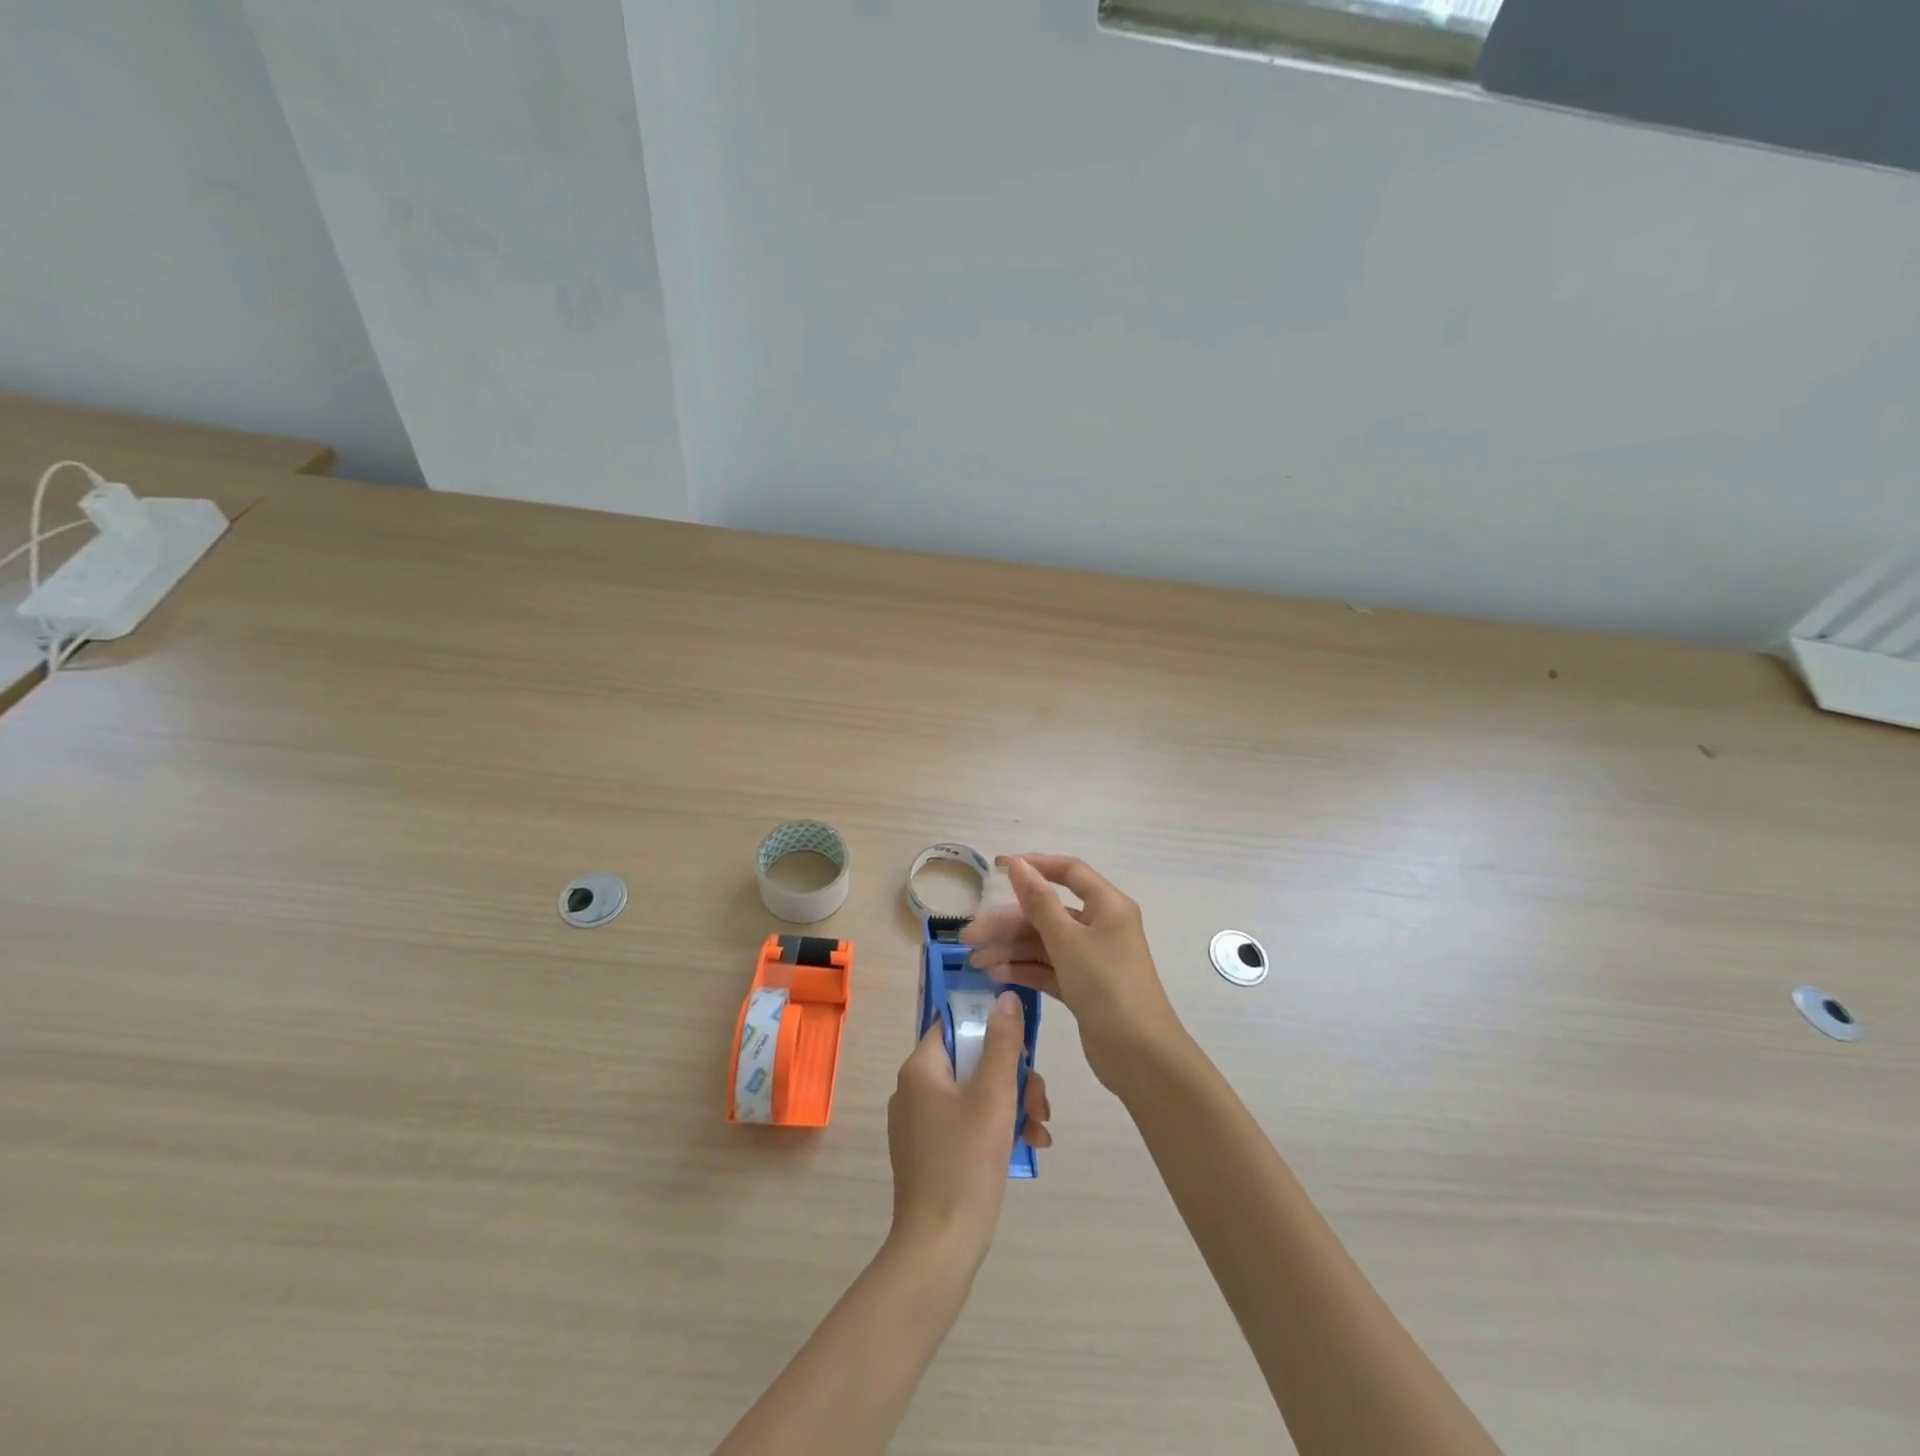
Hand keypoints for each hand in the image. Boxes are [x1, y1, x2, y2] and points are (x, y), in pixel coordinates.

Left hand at [887, 991, 1050, 1273]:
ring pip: (975, 1093)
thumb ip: (1002, 1042)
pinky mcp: (931, 1152)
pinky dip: (997, 1128)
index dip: (991, 1026)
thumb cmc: (965, 1162)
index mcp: (920, 1068)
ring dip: (1012, 1104)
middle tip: (1038, 1103)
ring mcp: (921, 1123)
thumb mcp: (993, 1095)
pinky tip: (1029, 1147)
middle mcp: (914, 1089)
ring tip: (1039, 1130)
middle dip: (1013, 1076)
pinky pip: (968, 1122)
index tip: (1023, 1046)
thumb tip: (1005, 996)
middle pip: (971, 1060)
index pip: (956, 1024)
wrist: (939, 1248)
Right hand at [961, 856, 1180, 1093]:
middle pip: (1048, 912)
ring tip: (976, 962)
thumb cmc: (1107, 986)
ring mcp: (1091, 958)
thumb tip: (1019, 865)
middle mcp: (1100, 926)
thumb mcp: (1068, 941)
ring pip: (1044, 943)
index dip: (1034, 866)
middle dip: (1008, 923)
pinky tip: (996, 975)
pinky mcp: (1083, 986)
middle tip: (969, 937)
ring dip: (1010, 949)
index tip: (998, 868)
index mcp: (1107, 906)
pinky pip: (1048, 968)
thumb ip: (1040, 902)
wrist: (1140, 1056)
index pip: (1069, 872)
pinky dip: (1024, 970)